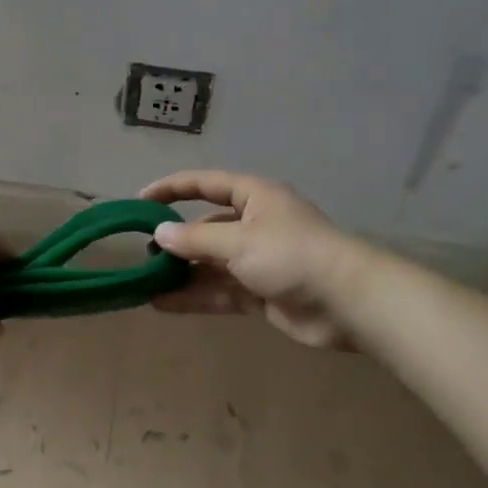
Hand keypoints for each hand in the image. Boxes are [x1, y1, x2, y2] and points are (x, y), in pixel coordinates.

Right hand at [141, 171, 367, 349]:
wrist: (346, 302)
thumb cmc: (291, 255)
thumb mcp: (238, 240)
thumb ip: (196, 237)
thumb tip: (160, 233)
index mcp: (254, 197)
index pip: (206, 184)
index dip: (173, 188)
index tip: (141, 201)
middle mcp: (255, 224)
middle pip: (207, 226)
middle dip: (177, 239)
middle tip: (143, 252)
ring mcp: (259, 260)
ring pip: (211, 263)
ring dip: (182, 272)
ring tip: (145, 282)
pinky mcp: (262, 293)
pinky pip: (221, 291)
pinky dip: (195, 296)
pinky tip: (164, 304)